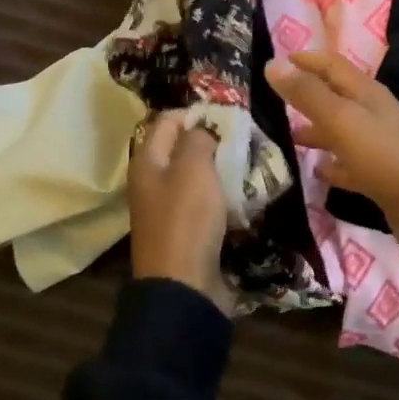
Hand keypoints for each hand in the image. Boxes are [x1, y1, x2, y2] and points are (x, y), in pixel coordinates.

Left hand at [127, 111, 233, 312]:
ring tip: (251, 162)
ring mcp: (169, 208)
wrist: (184, 287)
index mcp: (147, 161)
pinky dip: (224, 195)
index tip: (229, 114)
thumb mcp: (193, 168)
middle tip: (245, 138)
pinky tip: (246, 193)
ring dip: (222, 168)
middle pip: (183, 147)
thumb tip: (204, 128)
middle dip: (214, 140)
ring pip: (198, 175)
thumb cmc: (186, 219)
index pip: (168, 120)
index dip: (196, 112)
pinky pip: (207, 202)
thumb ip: (198, 139)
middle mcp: (153, 181)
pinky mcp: (187, 230)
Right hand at [265, 52, 398, 245]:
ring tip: (284, 135)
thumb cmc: (384, 156)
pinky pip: (348, 163)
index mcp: (366, 93)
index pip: (332, 65)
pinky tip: (314, 170)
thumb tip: (272, 64)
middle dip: (305, 95)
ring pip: (339, 130)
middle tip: (271, 100)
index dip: (306, 60)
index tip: (276, 62)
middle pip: (335, 96)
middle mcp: (372, 113)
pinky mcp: (378, 176)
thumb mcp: (342, 120)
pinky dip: (331, 164)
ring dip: (314, 130)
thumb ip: (308, 94)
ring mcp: (377, 145)